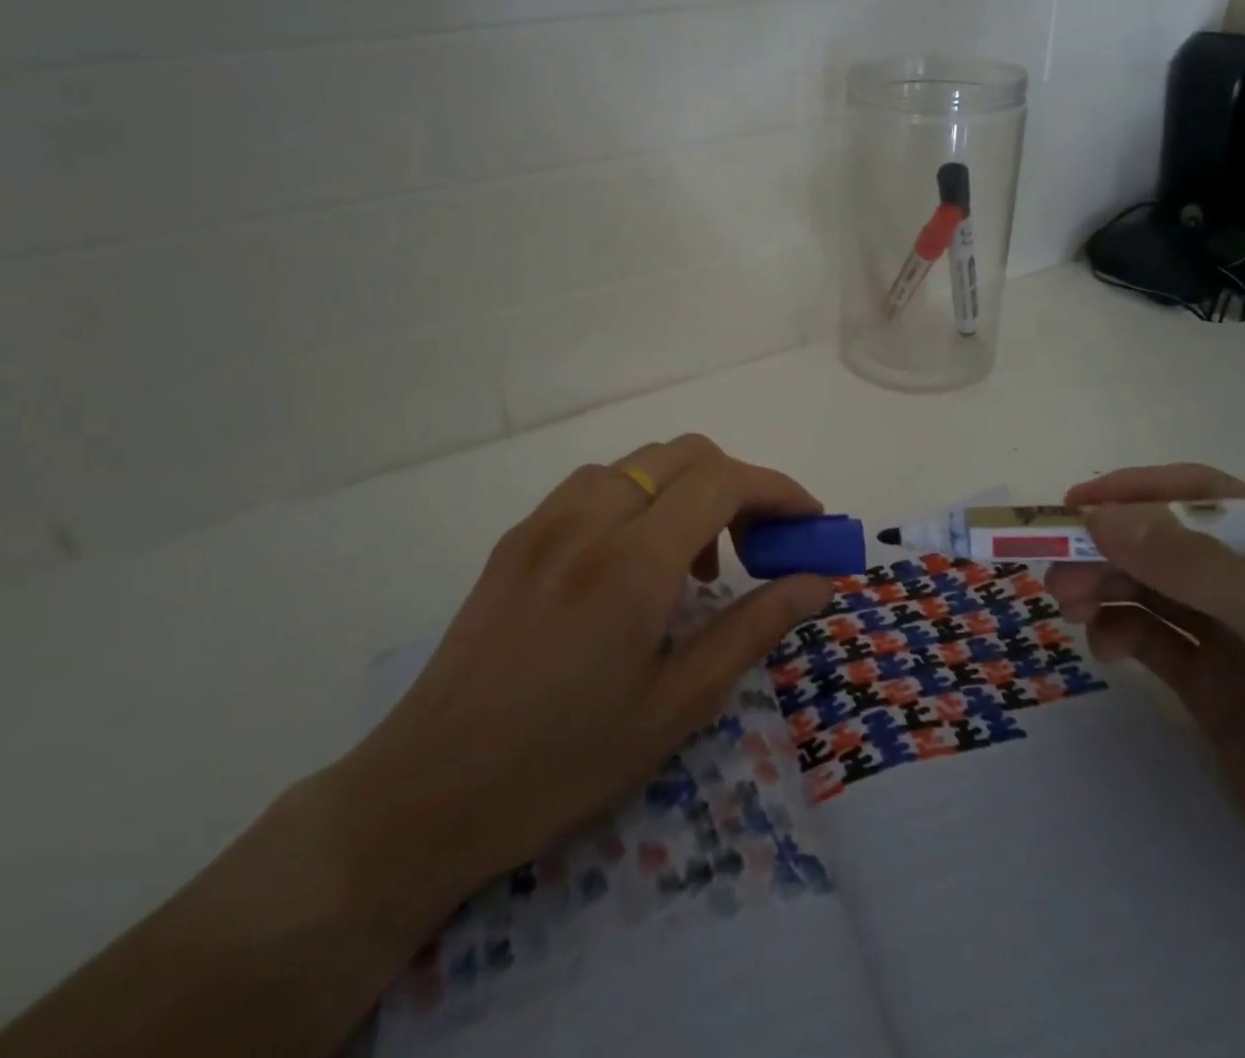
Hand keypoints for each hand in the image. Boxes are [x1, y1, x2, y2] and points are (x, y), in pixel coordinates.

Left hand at [329, 434, 833, 943]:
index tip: (811, 523)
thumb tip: (816, 582)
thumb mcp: (676, 707)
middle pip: (684, 454)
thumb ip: (752, 627)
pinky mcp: (517, 536)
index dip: (779, 491)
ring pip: (638, 463)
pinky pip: (594, 485)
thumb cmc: (564, 763)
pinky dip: (638, 499)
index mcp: (631, 564)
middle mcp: (588, 520)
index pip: (724, 482)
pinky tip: (633, 562)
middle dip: (738, 484)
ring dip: (685, 489)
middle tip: (758, 547)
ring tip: (692, 563)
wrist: (428, 792)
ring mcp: (544, 521)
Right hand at [1046, 464, 1244, 975]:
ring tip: (1064, 605)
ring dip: (1104, 586)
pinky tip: (1104, 651)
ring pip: (1152, 589)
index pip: (1209, 499)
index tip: (1076, 506)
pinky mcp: (1215, 689)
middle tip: (1052, 567)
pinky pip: (1151, 639)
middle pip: (1169, 544)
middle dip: (1109, 548)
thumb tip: (1104, 517)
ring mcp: (1239, 642)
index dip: (1141, 493)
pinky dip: (1119, 633)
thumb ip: (1204, 575)